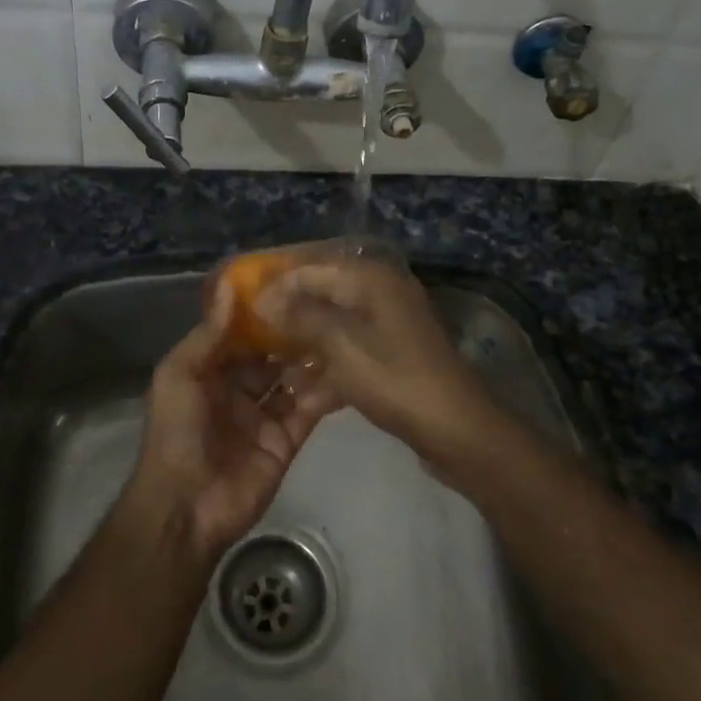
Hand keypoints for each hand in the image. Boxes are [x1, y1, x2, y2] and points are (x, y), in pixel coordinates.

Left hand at [125, 288, 337, 559]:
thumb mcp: (179, 375)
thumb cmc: (176, 432)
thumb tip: (229, 287)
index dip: (262, 315)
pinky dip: (324, 393)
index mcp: (208, 373)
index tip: (291, 286)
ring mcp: (263, 418)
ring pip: (292, 382)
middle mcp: (237, 392)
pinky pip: (307, 412)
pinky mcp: (285, 442)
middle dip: (292, 336)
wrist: (185, 506)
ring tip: (341, 329)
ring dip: (311, 360)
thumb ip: (208, 334)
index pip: (240, 337)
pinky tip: (346, 368)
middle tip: (325, 306)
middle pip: (270, 358)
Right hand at [253, 255, 507, 474]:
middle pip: (322, 298)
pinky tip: (304, 396)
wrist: (457, 431)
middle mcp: (380, 295)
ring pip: (334, 329)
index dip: (275, 285)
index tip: (242, 308)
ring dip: (305, 349)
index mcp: (371, 280)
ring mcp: (389, 328)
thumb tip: (264, 297)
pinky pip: (350, 355)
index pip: (310, 269)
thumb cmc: (395, 379)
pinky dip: (329, 371)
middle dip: (288, 319)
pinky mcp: (392, 359)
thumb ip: (300, 315)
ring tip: (273, 371)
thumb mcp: (341, 344)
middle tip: (252, 339)